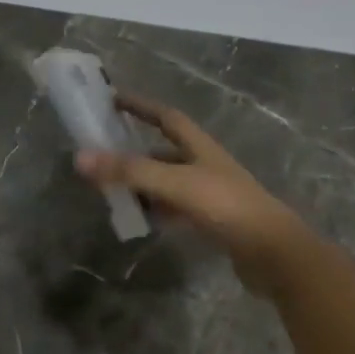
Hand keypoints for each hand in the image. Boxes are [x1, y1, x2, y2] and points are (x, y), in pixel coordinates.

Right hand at [76, 92, 313, 294]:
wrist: (274, 254)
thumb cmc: (226, 207)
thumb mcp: (175, 184)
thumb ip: (130, 171)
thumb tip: (80, 157)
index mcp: (200, 147)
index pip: (166, 117)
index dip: (141, 106)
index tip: (113, 99)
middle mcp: (205, 165)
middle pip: (164, 150)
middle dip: (134, 151)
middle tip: (102, 155)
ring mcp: (210, 194)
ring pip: (168, 182)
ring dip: (143, 183)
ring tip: (112, 189)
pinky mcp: (212, 222)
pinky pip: (175, 209)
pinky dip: (156, 210)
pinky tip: (141, 219)